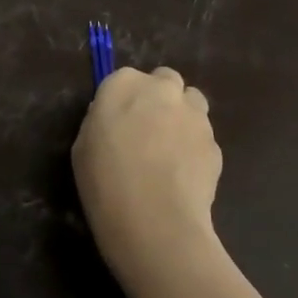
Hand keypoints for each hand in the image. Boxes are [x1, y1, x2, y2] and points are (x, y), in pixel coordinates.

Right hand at [72, 66, 222, 288]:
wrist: (154, 219)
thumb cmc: (104, 181)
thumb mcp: (82, 147)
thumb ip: (101, 121)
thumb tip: (116, 119)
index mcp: (123, 85)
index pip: (125, 78)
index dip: (123, 99)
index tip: (117, 122)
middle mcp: (162, 90)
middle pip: (165, 80)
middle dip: (159, 98)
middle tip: (146, 129)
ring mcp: (194, 115)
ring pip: (192, 103)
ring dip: (181, 116)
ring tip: (168, 150)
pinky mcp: (215, 142)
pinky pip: (203, 136)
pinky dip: (194, 147)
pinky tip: (182, 174)